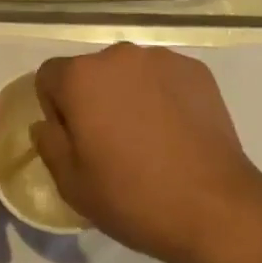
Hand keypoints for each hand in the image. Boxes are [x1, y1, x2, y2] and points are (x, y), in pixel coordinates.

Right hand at [32, 44, 261, 262]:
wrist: (215, 207)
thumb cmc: (133, 198)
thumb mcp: (72, 185)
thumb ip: (49, 144)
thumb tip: (47, 123)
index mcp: (82, 77)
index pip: (50, 77)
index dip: (55, 108)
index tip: (75, 141)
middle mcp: (118, 55)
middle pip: (92, 72)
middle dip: (94, 99)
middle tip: (112, 144)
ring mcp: (161, 58)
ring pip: (130, 73)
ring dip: (130, 95)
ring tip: (150, 140)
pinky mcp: (195, 69)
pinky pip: (165, 78)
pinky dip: (164, 97)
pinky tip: (177, 133)